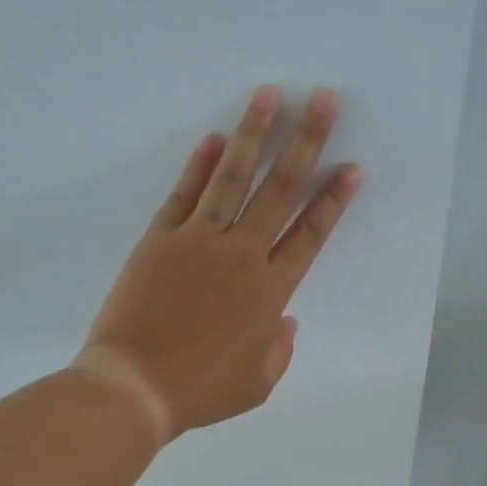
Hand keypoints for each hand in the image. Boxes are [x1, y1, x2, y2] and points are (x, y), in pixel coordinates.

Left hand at [74, 85, 362, 442]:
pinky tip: (214, 138)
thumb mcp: (257, 384)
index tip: (350, 167)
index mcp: (269, 293)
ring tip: (270, 94)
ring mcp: (197, 242)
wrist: (136, 386)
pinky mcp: (160, 239)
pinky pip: (185, 194)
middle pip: (279, 190)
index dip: (332, 200)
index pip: (309, 235)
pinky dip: (200, 165)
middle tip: (324, 98)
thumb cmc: (201, 391)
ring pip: (233, 178)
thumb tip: (286, 322)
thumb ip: (279, 350)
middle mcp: (240, 256)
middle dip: (305, 142)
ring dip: (253, 134)